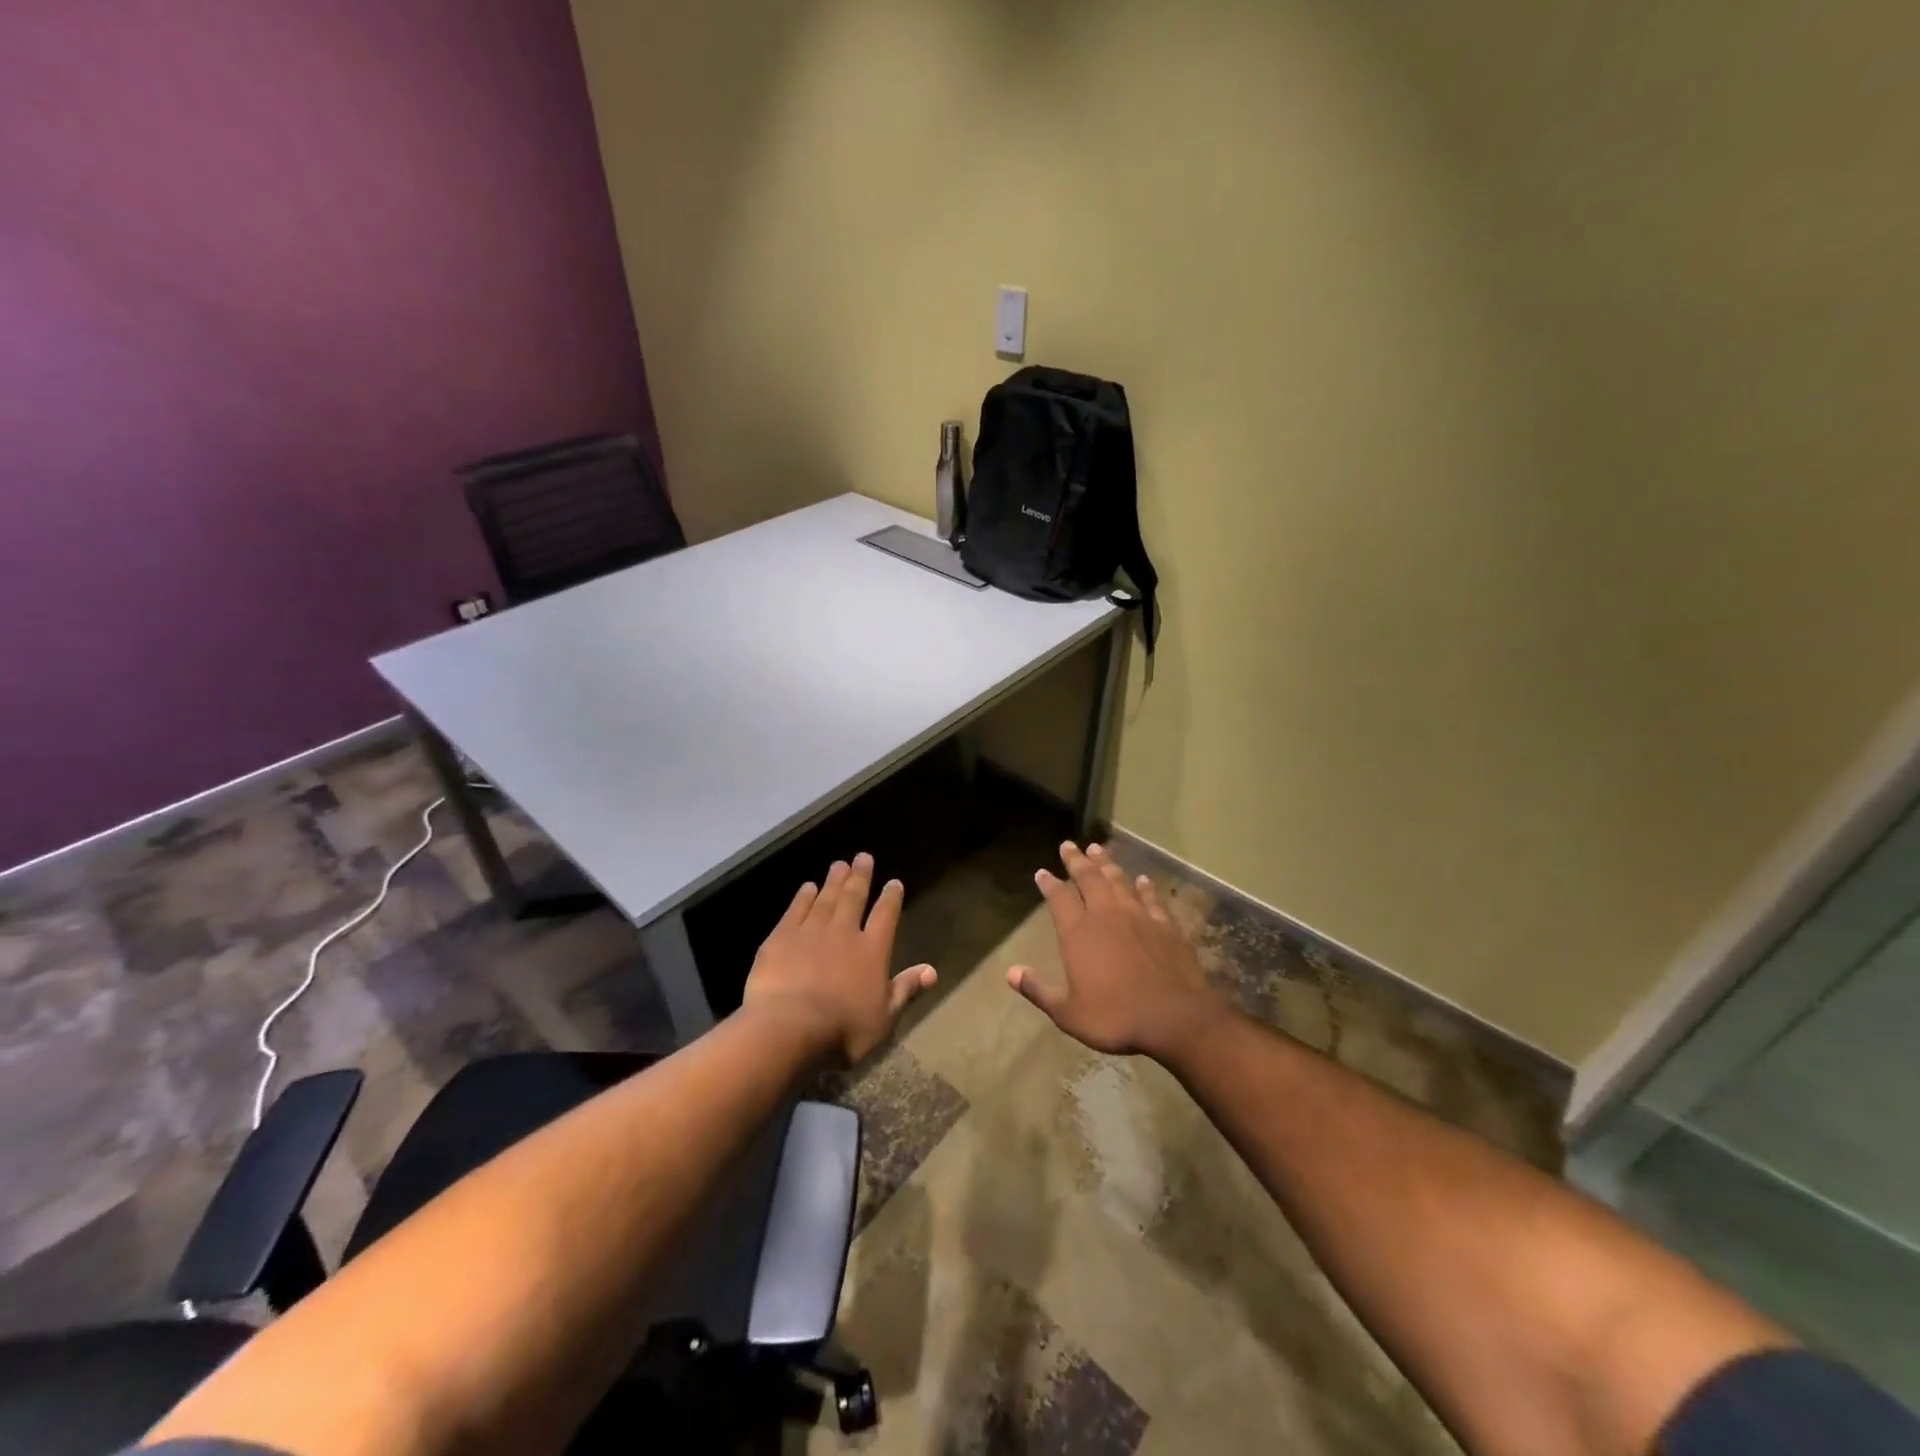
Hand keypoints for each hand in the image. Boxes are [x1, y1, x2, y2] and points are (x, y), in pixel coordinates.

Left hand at [742, 853, 937, 1064]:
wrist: (789, 1028)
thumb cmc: (843, 1029)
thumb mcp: (884, 1017)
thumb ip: (906, 989)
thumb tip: (932, 971)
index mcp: (872, 950)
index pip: (886, 915)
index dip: (891, 898)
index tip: (894, 883)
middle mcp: (844, 932)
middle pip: (854, 897)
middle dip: (860, 877)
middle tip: (863, 857)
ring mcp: (811, 931)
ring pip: (826, 898)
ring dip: (834, 880)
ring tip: (839, 864)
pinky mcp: (782, 937)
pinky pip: (796, 910)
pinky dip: (803, 897)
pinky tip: (807, 887)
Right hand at [1008, 841, 1224, 1060]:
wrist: (1174, 1018)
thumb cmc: (1116, 1017)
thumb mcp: (1068, 1013)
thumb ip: (1039, 990)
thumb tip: (1011, 972)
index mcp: (1079, 933)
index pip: (1059, 898)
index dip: (1049, 884)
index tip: (1042, 872)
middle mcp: (1106, 915)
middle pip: (1088, 879)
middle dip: (1076, 861)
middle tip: (1068, 845)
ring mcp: (1138, 916)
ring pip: (1118, 880)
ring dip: (1106, 864)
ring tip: (1097, 849)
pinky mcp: (1165, 925)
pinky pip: (1152, 898)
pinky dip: (1145, 887)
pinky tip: (1143, 880)